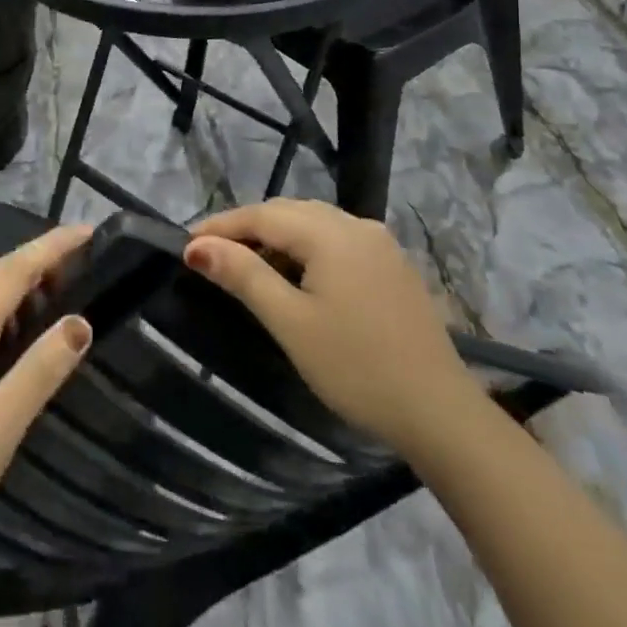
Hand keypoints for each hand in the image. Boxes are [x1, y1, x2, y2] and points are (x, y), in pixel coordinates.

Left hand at [0, 225, 94, 562]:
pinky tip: (24, 333)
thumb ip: (40, 370)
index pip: (14, 270)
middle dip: (39, 257)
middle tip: (83, 256)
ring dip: (23, 281)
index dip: (52, 247)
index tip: (89, 231)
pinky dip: (9, 308)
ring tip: (63, 287)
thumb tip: (82, 320)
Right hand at [184, 200, 480, 459]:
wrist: (440, 414)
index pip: (262, 215)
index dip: (222, 227)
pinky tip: (297, 276)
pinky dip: (307, 248)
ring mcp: (379, 243)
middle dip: (247, 228)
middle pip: (288, 212)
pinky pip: (337, 240)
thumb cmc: (357, 368)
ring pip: (314, 223)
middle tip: (211, 255)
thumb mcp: (291, 323)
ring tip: (247, 265)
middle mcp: (356, 224)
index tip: (186, 244)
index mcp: (330, 233)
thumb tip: (197, 246)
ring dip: (277, 237)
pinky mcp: (393, 265)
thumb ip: (244, 276)